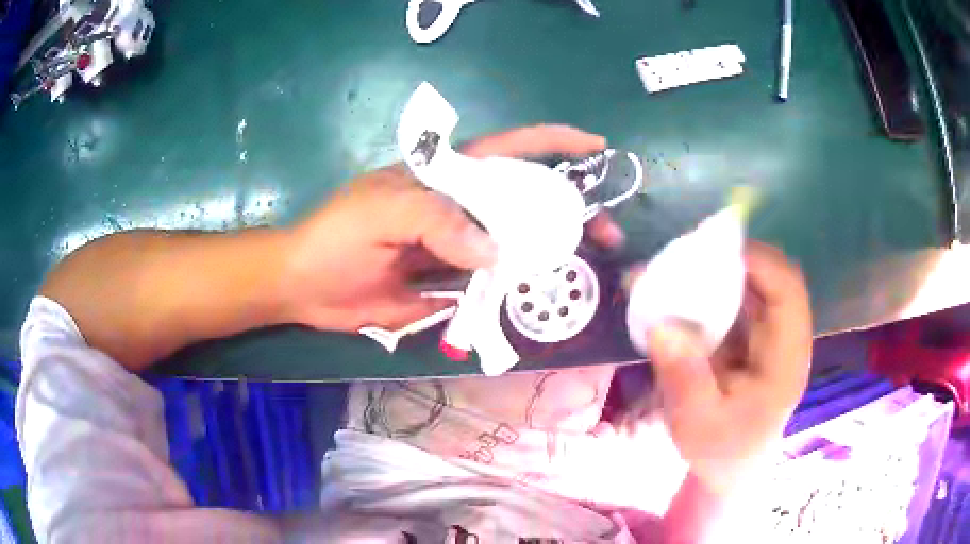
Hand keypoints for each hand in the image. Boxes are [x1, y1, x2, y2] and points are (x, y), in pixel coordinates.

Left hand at [280, 125, 621, 331]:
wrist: (305, 287)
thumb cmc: (337, 234)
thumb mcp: (382, 212)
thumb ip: (438, 222)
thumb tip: (496, 254)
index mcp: (447, 177)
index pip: (509, 148)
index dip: (553, 143)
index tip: (596, 148)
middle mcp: (461, 209)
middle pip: (526, 202)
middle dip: (570, 212)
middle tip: (607, 235)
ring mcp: (459, 248)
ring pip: (515, 246)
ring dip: (551, 256)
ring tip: (584, 271)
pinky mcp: (450, 284)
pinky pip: (492, 286)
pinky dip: (518, 291)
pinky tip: (540, 299)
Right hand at [645, 242, 812, 493]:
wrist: (730, 467)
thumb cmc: (720, 450)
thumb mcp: (697, 425)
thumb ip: (684, 379)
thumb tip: (662, 327)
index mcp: (786, 360)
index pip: (788, 291)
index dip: (758, 262)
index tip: (711, 252)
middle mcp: (784, 338)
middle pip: (771, 276)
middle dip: (731, 258)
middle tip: (684, 256)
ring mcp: (768, 335)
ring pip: (752, 283)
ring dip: (716, 271)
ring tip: (674, 271)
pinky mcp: (751, 336)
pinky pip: (735, 299)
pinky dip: (709, 289)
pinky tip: (678, 293)